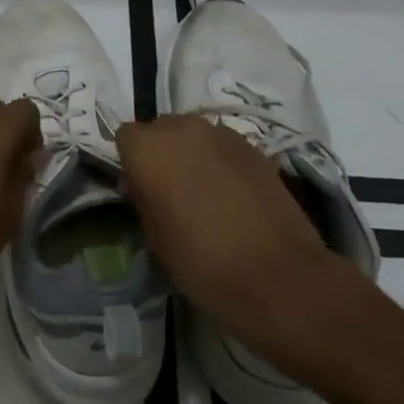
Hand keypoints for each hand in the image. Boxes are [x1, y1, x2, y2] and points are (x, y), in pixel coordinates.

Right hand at [117, 115, 362, 355]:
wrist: (278, 275)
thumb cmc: (202, 260)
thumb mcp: (155, 237)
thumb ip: (143, 199)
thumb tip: (142, 184)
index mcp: (150, 148)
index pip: (126, 137)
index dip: (131, 162)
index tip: (140, 191)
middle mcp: (184, 129)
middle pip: (161, 129)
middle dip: (161, 153)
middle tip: (169, 192)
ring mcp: (223, 135)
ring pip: (194, 136)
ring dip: (191, 156)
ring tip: (203, 194)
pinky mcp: (255, 148)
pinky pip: (223, 147)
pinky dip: (220, 163)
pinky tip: (231, 197)